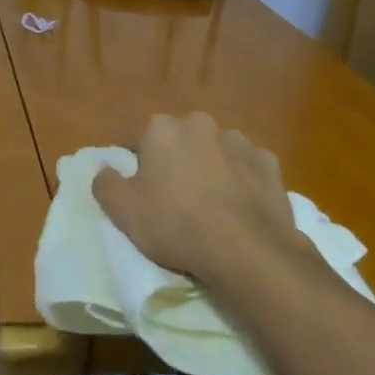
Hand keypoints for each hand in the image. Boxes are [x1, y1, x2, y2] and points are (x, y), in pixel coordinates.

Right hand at [93, 112, 306, 285]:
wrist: (248, 251)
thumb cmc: (176, 224)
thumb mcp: (123, 211)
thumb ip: (105, 183)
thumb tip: (106, 170)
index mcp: (161, 128)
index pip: (137, 139)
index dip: (135, 163)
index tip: (139, 189)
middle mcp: (199, 124)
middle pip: (179, 140)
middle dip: (175, 160)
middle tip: (174, 197)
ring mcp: (239, 142)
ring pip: (215, 151)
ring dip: (210, 167)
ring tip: (211, 205)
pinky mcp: (269, 164)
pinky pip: (247, 169)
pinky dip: (242, 181)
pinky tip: (241, 208)